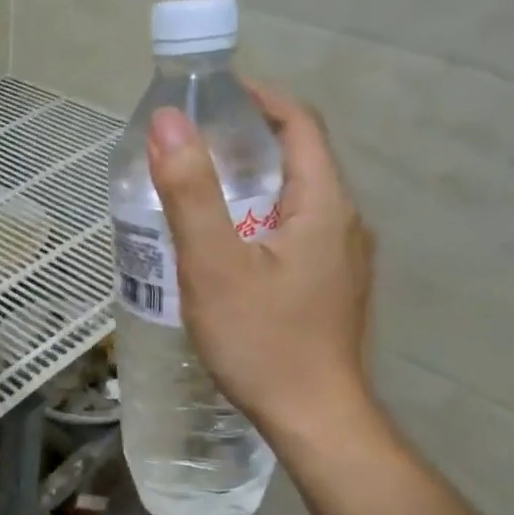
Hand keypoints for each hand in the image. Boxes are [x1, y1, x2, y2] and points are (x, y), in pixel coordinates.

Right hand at [147, 82, 377, 441]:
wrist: (314, 419)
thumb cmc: (263, 342)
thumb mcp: (214, 264)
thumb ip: (190, 192)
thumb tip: (169, 121)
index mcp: (323, 204)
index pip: (300, 124)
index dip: (259, 98)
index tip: (213, 94)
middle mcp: (344, 223)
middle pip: (300, 160)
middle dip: (248, 141)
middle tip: (193, 147)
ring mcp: (342, 260)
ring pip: (297, 200)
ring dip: (253, 183)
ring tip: (200, 193)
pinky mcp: (331, 288)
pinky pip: (296, 233)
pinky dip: (260, 220)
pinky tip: (226, 248)